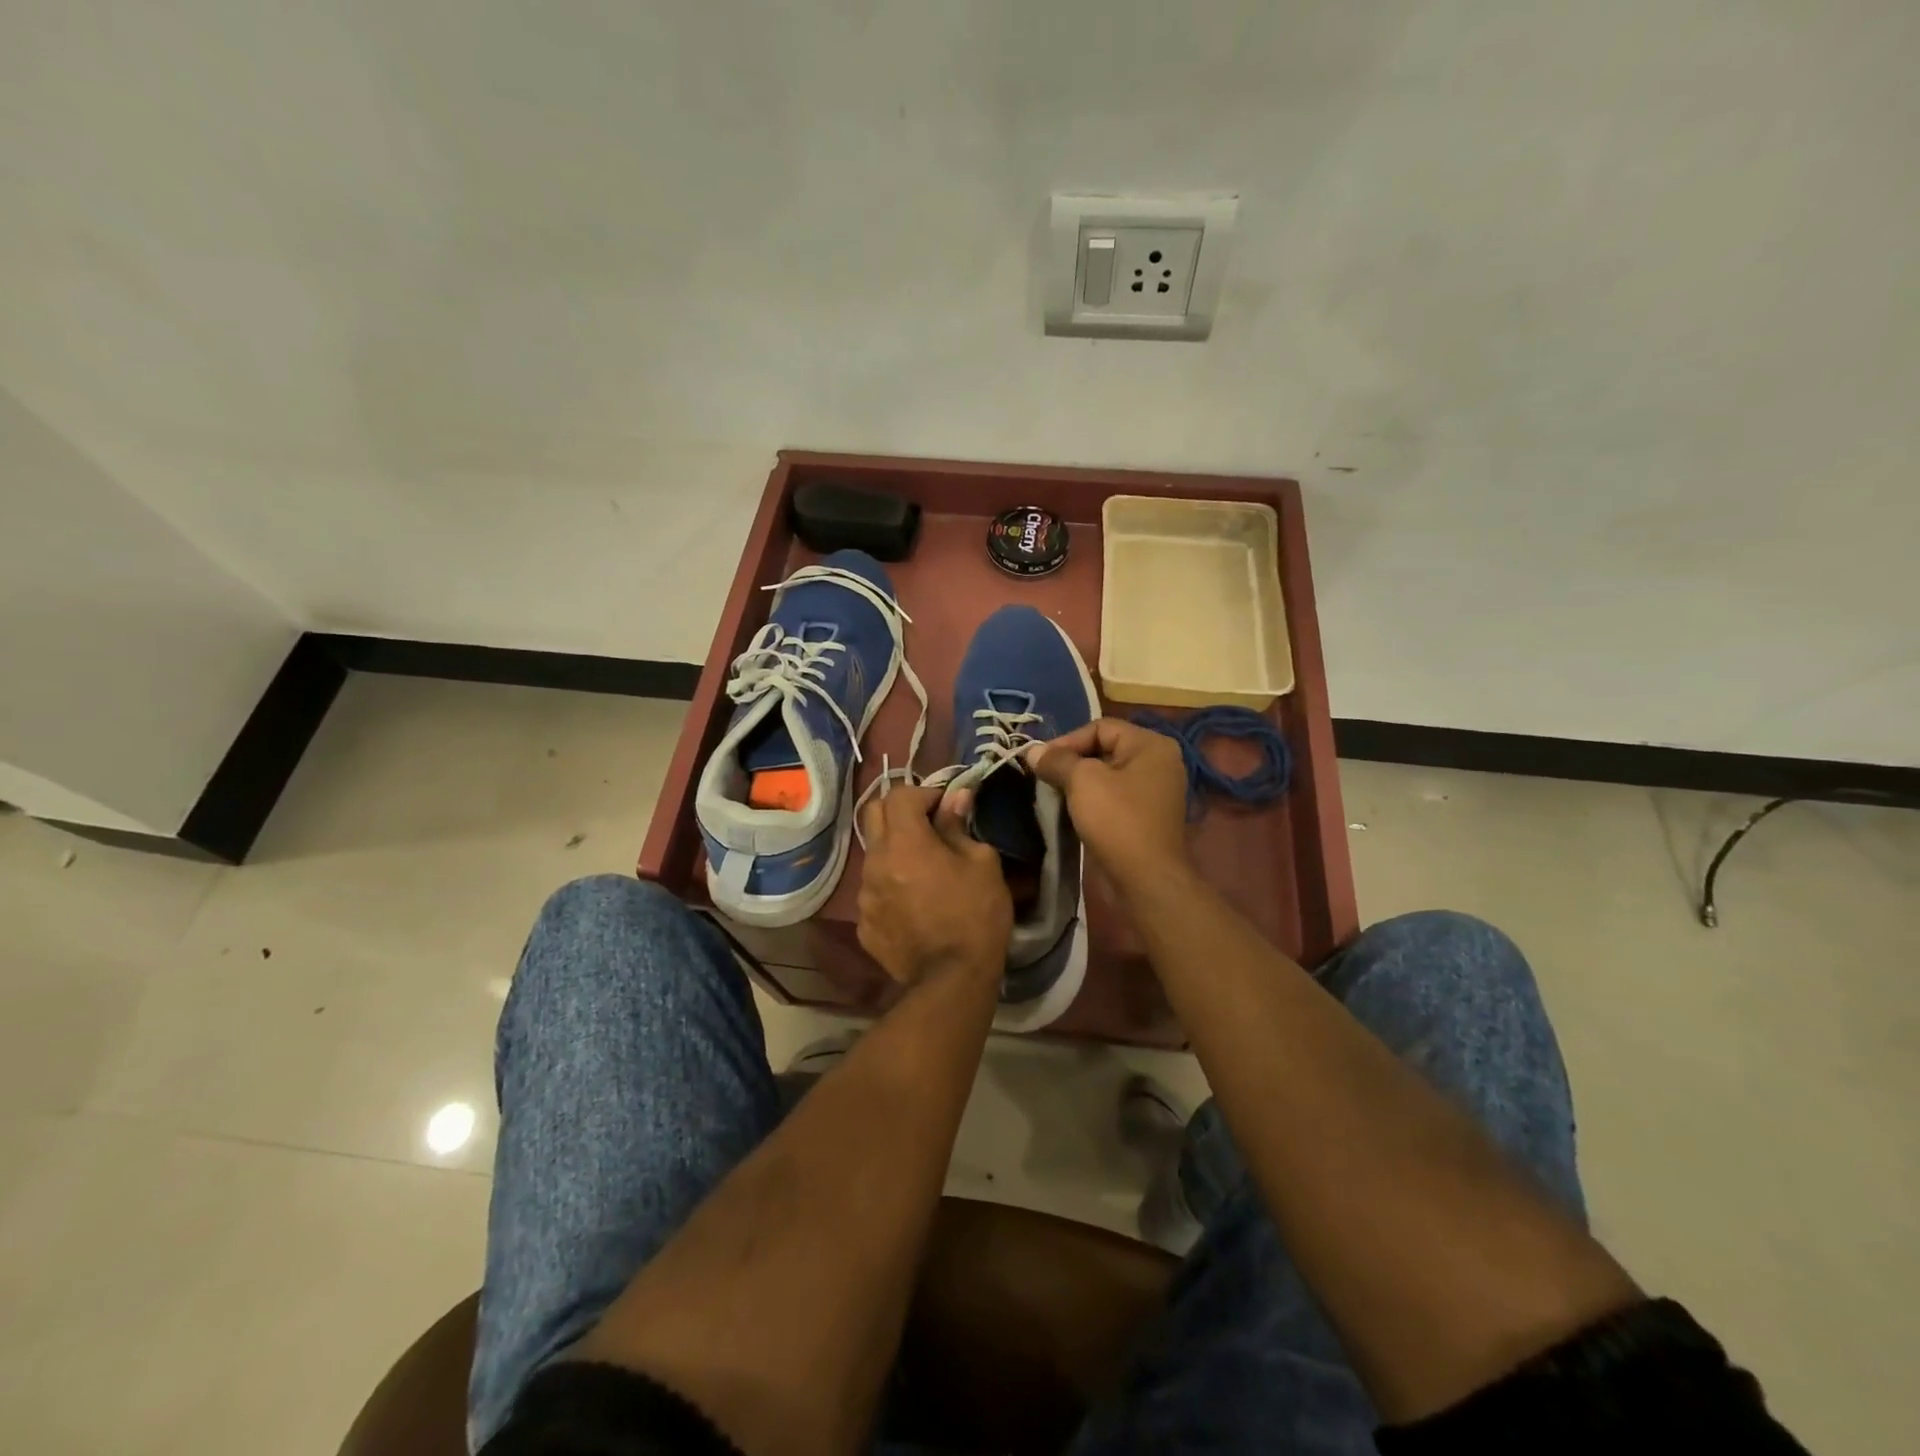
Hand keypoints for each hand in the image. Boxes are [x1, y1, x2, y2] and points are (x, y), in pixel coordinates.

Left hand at [857, 785, 1011, 985]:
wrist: (952, 981)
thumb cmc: (975, 915)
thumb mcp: (982, 863)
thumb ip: (959, 826)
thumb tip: (956, 799)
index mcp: (904, 842)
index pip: (899, 795)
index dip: (924, 793)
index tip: (946, 807)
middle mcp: (875, 862)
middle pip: (873, 814)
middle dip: (900, 810)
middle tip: (927, 824)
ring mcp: (864, 896)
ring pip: (873, 854)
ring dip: (894, 851)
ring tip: (922, 869)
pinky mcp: (863, 925)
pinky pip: (873, 891)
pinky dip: (890, 887)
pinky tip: (913, 904)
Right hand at [1027, 718, 1189, 891]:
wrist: (1145, 878)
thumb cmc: (1116, 820)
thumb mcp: (1082, 781)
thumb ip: (1057, 760)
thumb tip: (1032, 751)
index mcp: (1150, 744)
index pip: (1101, 727)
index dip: (1067, 740)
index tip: (1040, 761)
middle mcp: (1159, 761)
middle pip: (1104, 749)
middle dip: (1071, 762)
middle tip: (1044, 777)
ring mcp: (1156, 790)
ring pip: (1107, 775)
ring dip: (1079, 782)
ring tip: (1053, 794)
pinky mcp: (1147, 815)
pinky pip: (1114, 796)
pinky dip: (1093, 799)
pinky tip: (1072, 811)